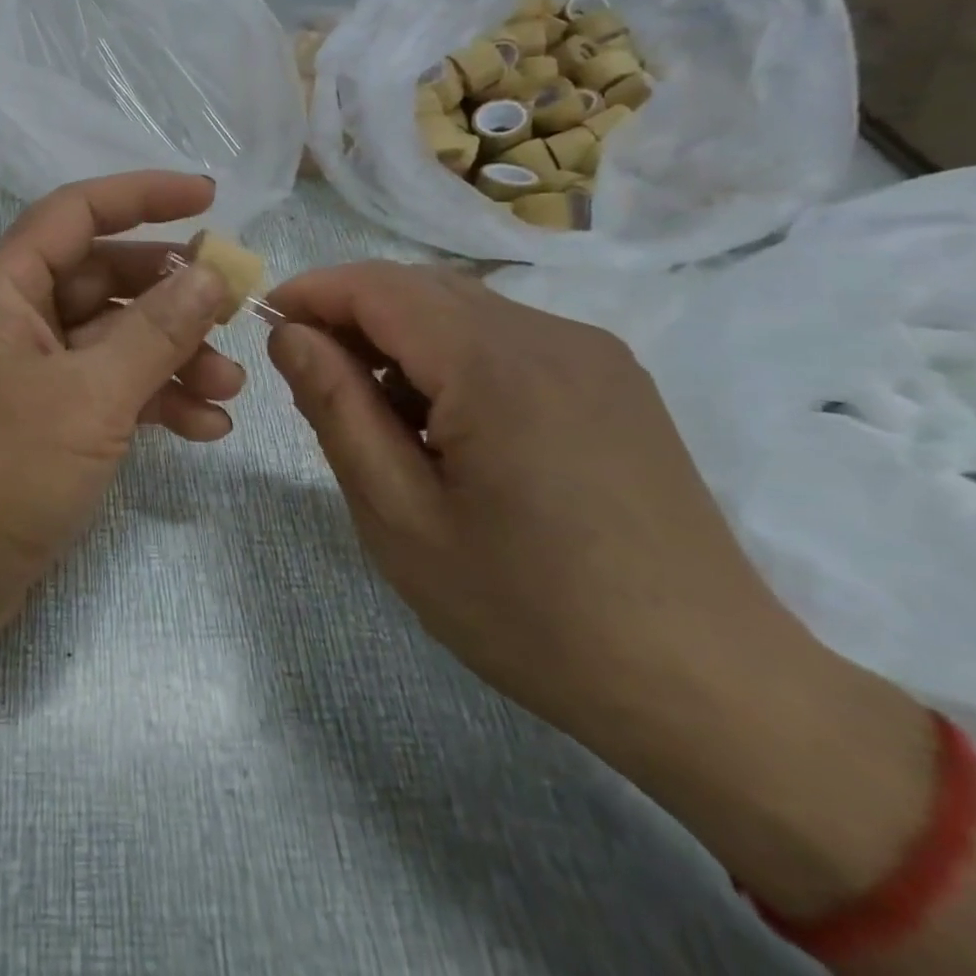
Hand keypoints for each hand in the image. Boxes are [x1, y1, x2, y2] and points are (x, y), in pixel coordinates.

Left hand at [0, 173, 240, 695]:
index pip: (77, 212)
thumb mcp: (90, 397)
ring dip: (172, 355)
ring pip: (112, 338)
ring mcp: (28, 371)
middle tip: (235, 311)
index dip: (143, 196)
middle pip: (104, 278)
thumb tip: (210, 274)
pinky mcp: (42, 419)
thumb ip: (155, 331)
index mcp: (4, 288)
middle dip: (172, 295)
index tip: (209, 198)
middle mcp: (14, 317)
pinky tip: (205, 426)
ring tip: (231, 387)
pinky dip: (152, 399)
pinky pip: (106, 388)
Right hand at [264, 264, 975, 937]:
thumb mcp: (399, 516)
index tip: (264, 325)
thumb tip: (290, 335)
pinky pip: (505, 338)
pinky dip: (449, 355)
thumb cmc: (530, 611)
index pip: (378, 287)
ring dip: (398, 337)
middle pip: (419, 287)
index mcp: (496, 365)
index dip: (311, 292)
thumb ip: (336, 409)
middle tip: (308, 375)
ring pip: (462, 309)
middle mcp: (550, 335)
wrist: (710, 688)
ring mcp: (592, 354)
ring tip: (373, 411)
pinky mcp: (613, 380)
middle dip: (349, 314)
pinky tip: (443, 423)